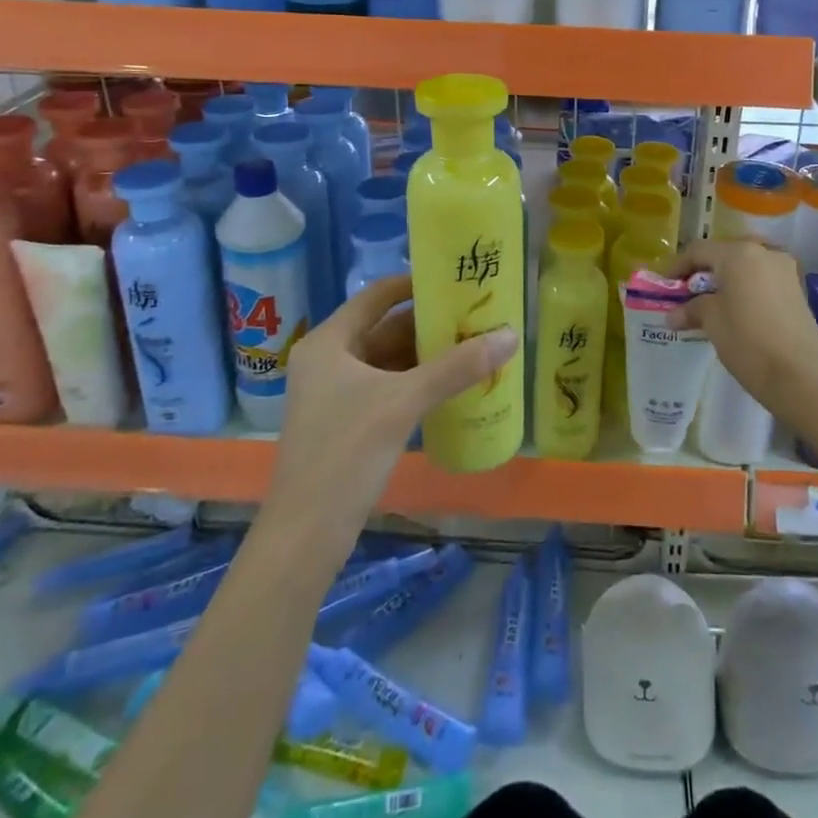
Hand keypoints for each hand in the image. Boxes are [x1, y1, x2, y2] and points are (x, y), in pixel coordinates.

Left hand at [272, 275, 517, 531]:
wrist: (306, 536)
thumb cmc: (346, 453)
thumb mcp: (404, 403)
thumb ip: (457, 367)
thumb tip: (511, 335)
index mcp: (329, 342)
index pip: (376, 295)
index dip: (415, 284)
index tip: (456, 281)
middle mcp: (329, 360)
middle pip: (385, 328)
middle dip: (429, 324)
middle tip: (476, 316)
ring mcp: (336, 394)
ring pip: (389, 361)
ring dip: (427, 355)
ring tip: (474, 345)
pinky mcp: (347, 423)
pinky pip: (389, 388)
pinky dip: (418, 383)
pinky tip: (453, 385)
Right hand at [665, 239, 817, 424]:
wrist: (801, 376)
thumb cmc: (747, 340)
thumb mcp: (712, 321)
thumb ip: (691, 309)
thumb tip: (672, 315)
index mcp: (738, 253)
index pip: (699, 250)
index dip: (677, 266)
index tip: (665, 285)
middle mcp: (764, 252)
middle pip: (724, 254)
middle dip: (703, 271)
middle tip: (687, 293)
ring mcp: (784, 270)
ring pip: (745, 266)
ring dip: (725, 280)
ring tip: (710, 303)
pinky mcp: (796, 289)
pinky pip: (761, 279)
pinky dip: (744, 288)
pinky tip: (735, 310)